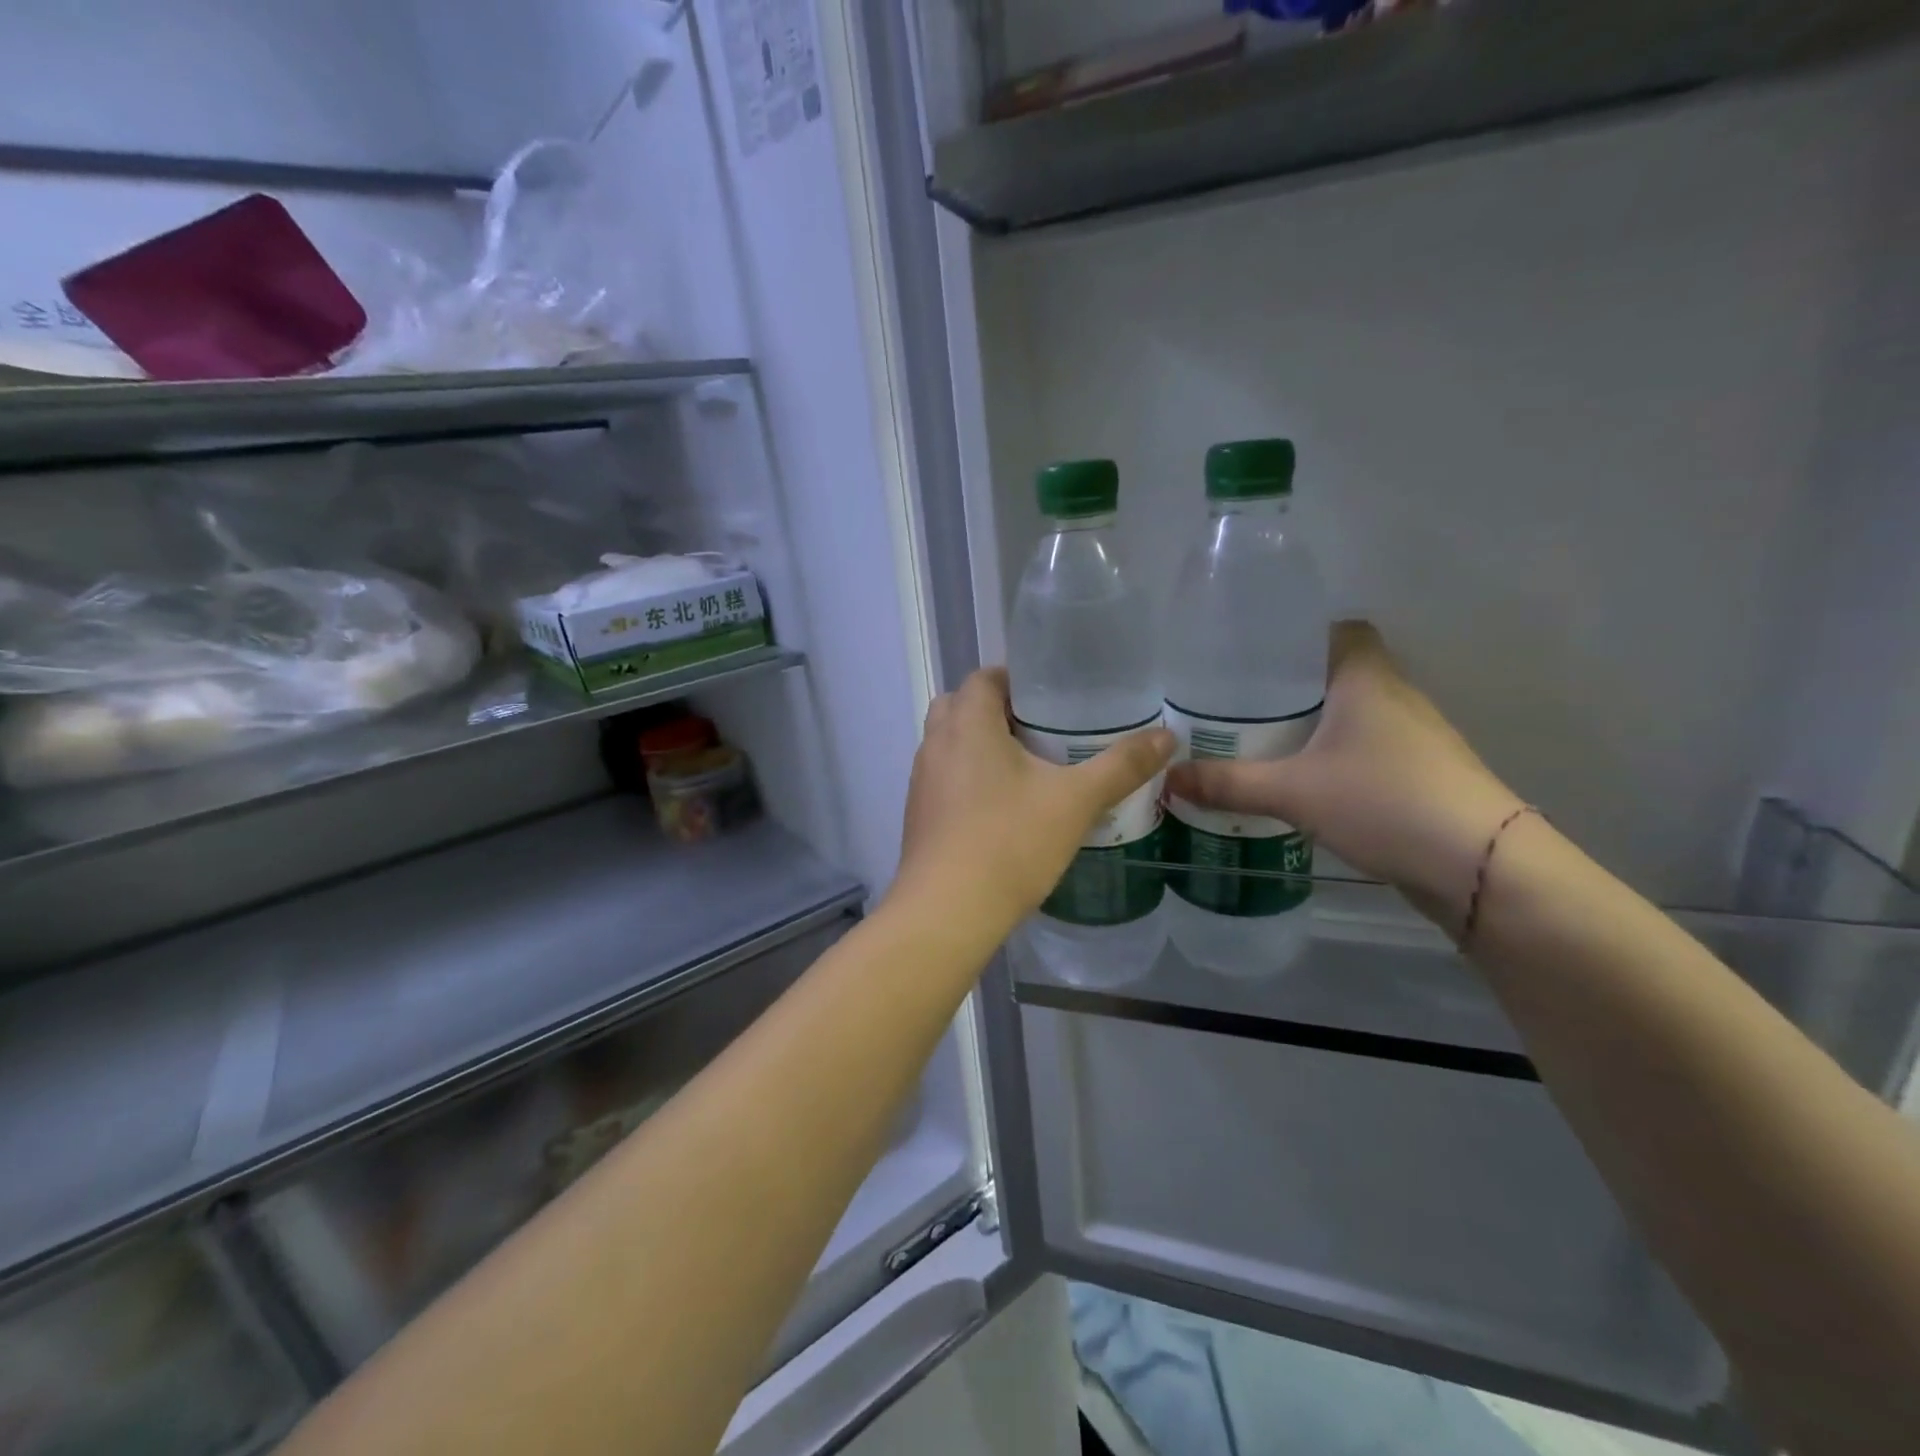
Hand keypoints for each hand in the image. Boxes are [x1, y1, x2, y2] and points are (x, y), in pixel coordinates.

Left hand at [896, 667, 1173, 932]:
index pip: (984, 678)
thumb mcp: (1076, 801)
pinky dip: (968, 779)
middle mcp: (936, 743)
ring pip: (950, 745)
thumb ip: (1121, 766)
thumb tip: (1167, 736)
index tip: (1052, 697)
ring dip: (980, 746)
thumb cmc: (1010, 842)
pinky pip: (944, 779)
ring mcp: (921, 781)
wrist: (947, 912)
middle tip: (1041, 731)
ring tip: (1027, 768)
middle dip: (997, 711)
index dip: (1016, 680)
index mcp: (968, 724)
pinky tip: (1002, 808)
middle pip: (961, 706)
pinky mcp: (918, 815)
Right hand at [1166, 622, 1522, 928]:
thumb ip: (1228, 783)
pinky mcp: (1420, 775)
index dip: (1299, 636)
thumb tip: (1167, 779)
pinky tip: (1302, 781)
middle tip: (1239, 703)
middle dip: (1291, 687)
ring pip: (1353, 714)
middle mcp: (1395, 696)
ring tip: (1260, 740)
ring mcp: (1414, 738)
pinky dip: (1334, 755)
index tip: (1255, 656)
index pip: (1340, 629)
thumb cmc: (1384, 801)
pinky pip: (1366, 748)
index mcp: (1367, 679)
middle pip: (1340, 673)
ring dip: (1314, 724)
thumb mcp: (1293, 792)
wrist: (1480, 866)